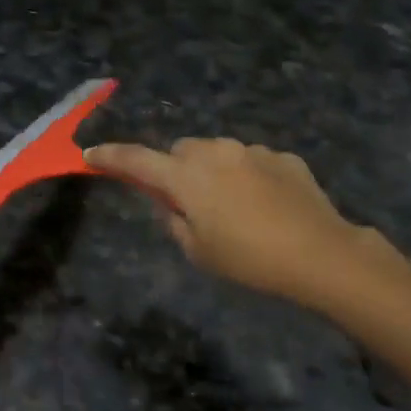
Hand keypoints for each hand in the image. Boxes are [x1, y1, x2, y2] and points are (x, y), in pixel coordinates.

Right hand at [85, 139, 385, 307]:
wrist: (320, 254)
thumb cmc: (249, 260)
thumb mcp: (198, 251)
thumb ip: (173, 219)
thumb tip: (168, 201)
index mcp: (187, 176)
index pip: (136, 160)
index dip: (111, 157)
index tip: (90, 155)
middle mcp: (216, 152)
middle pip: (180, 151)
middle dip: (176, 170)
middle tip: (187, 203)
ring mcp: (252, 150)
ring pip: (216, 152)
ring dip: (212, 171)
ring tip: (232, 207)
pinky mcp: (282, 156)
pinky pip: (250, 160)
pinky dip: (246, 175)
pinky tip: (265, 205)